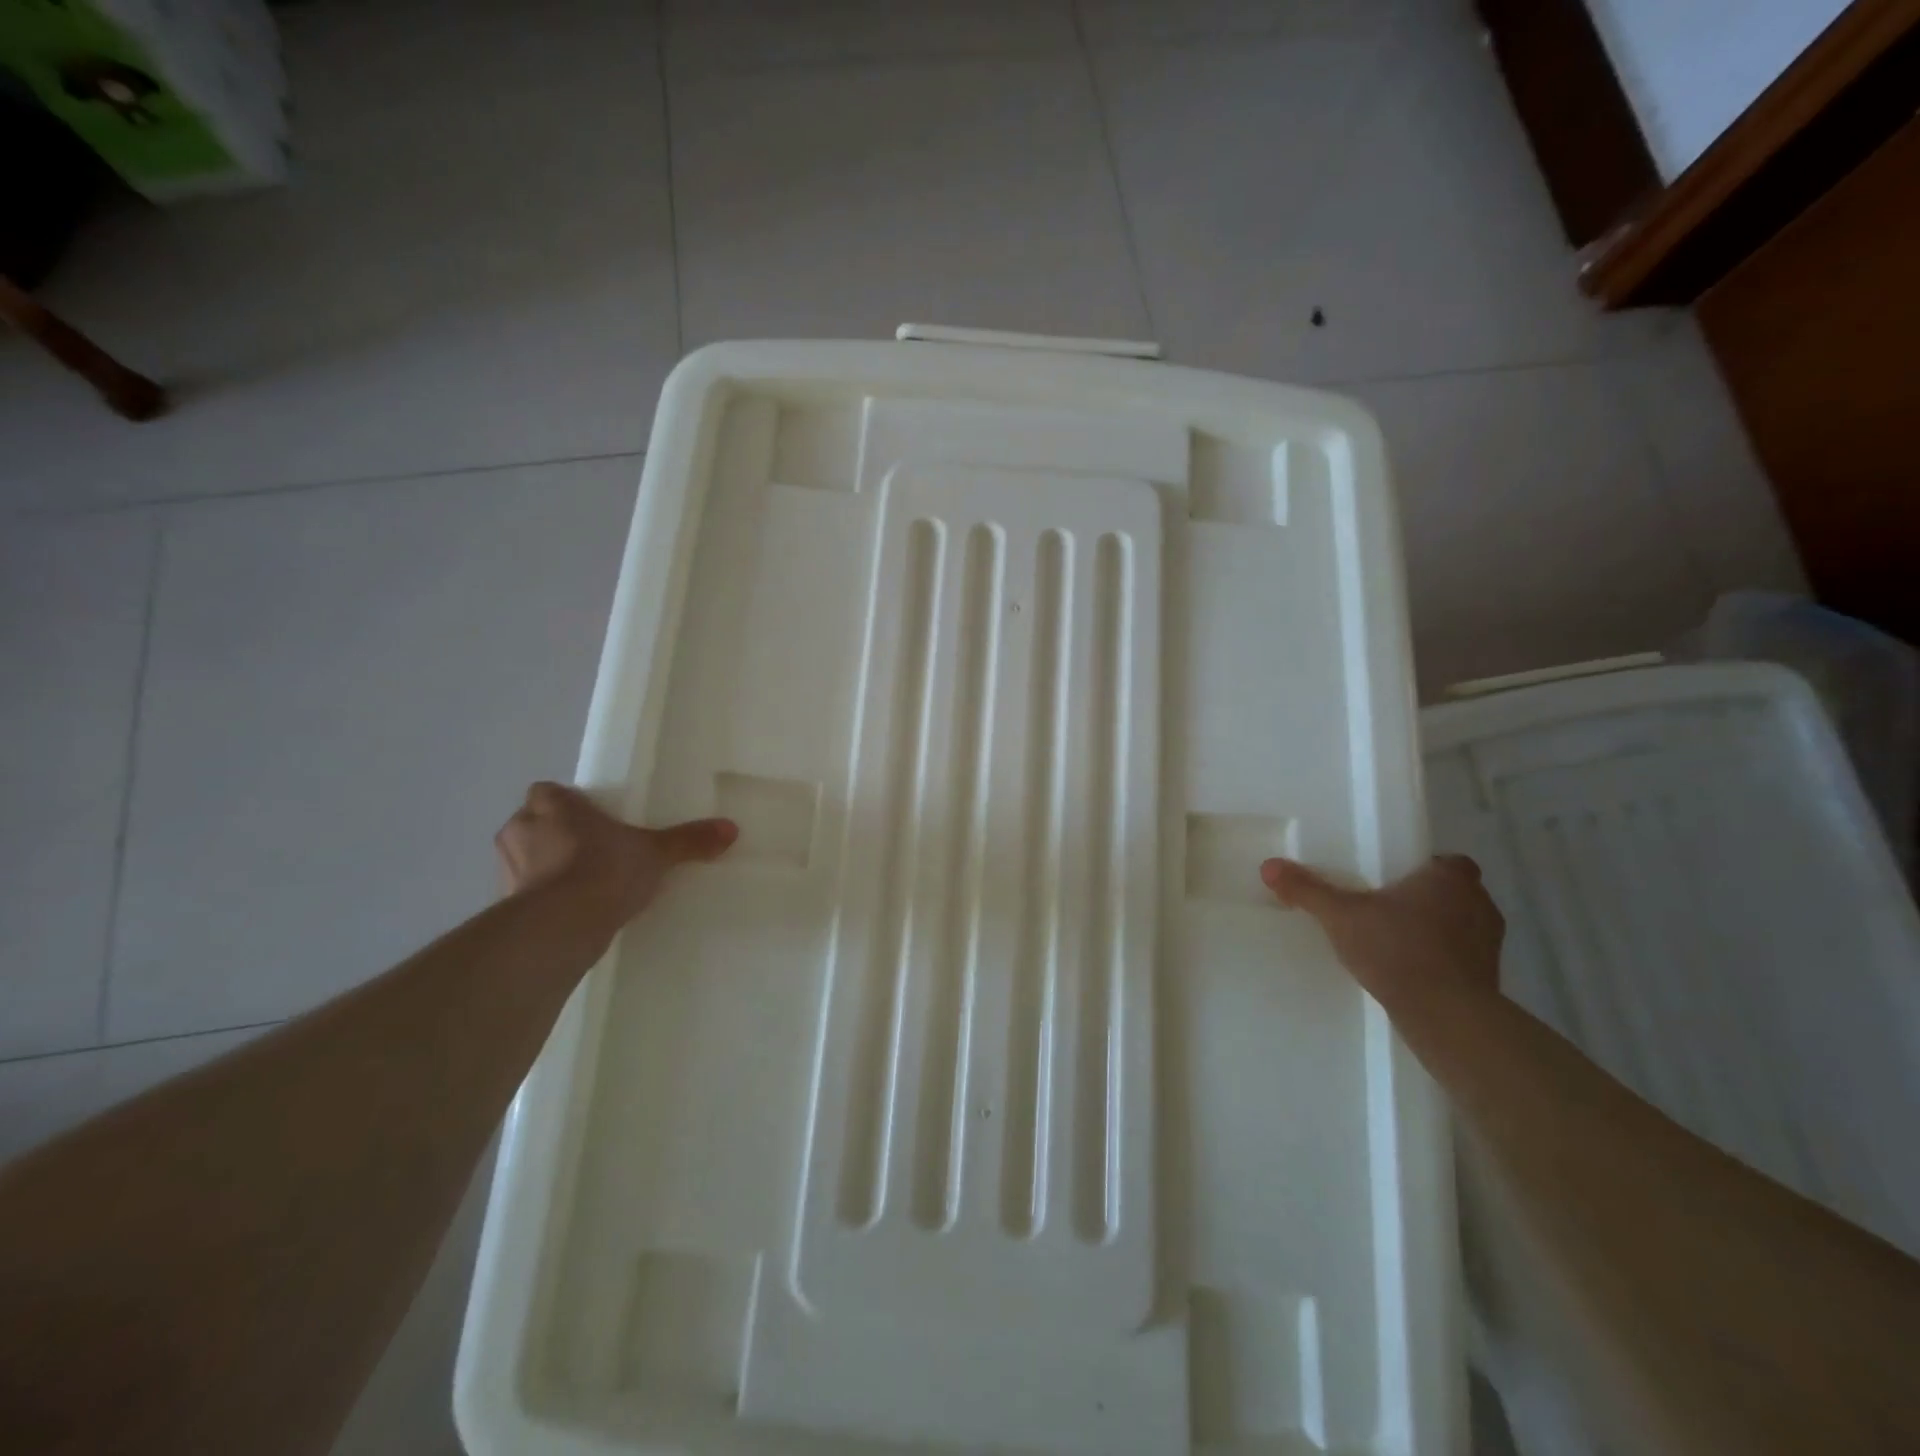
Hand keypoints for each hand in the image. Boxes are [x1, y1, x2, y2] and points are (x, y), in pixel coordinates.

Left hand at [495, 782, 736, 942]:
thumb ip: (689, 840)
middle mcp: (520, 828)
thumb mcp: (656, 853)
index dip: (566, 803)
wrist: (562, 925)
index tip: (590, 819)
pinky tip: (568, 912)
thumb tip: (731, 828)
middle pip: (532, 822)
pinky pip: (523, 894)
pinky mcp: (504, 904)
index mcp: (551, 804)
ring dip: (544, 867)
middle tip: (589, 850)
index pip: (548, 791)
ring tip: (580, 885)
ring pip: (524, 858)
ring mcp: (506, 868)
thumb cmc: (605, 870)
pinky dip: (540, 899)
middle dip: (554, 834)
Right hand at [1260, 854, 1504, 1006]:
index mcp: (1450, 877)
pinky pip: (1463, 957)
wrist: (1446, 1015)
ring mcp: (1490, 942)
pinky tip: (1412, 971)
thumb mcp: (1340, 916)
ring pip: (1461, 924)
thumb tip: (1269, 866)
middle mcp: (1479, 902)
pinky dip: (1443, 960)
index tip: (1394, 881)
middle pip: (1453, 891)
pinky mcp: (1490, 977)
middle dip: (1426, 899)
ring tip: (1397, 942)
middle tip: (1387, 909)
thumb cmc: (1397, 949)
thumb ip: (1307, 890)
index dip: (1423, 869)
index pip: (1445, 861)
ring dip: (1437, 930)